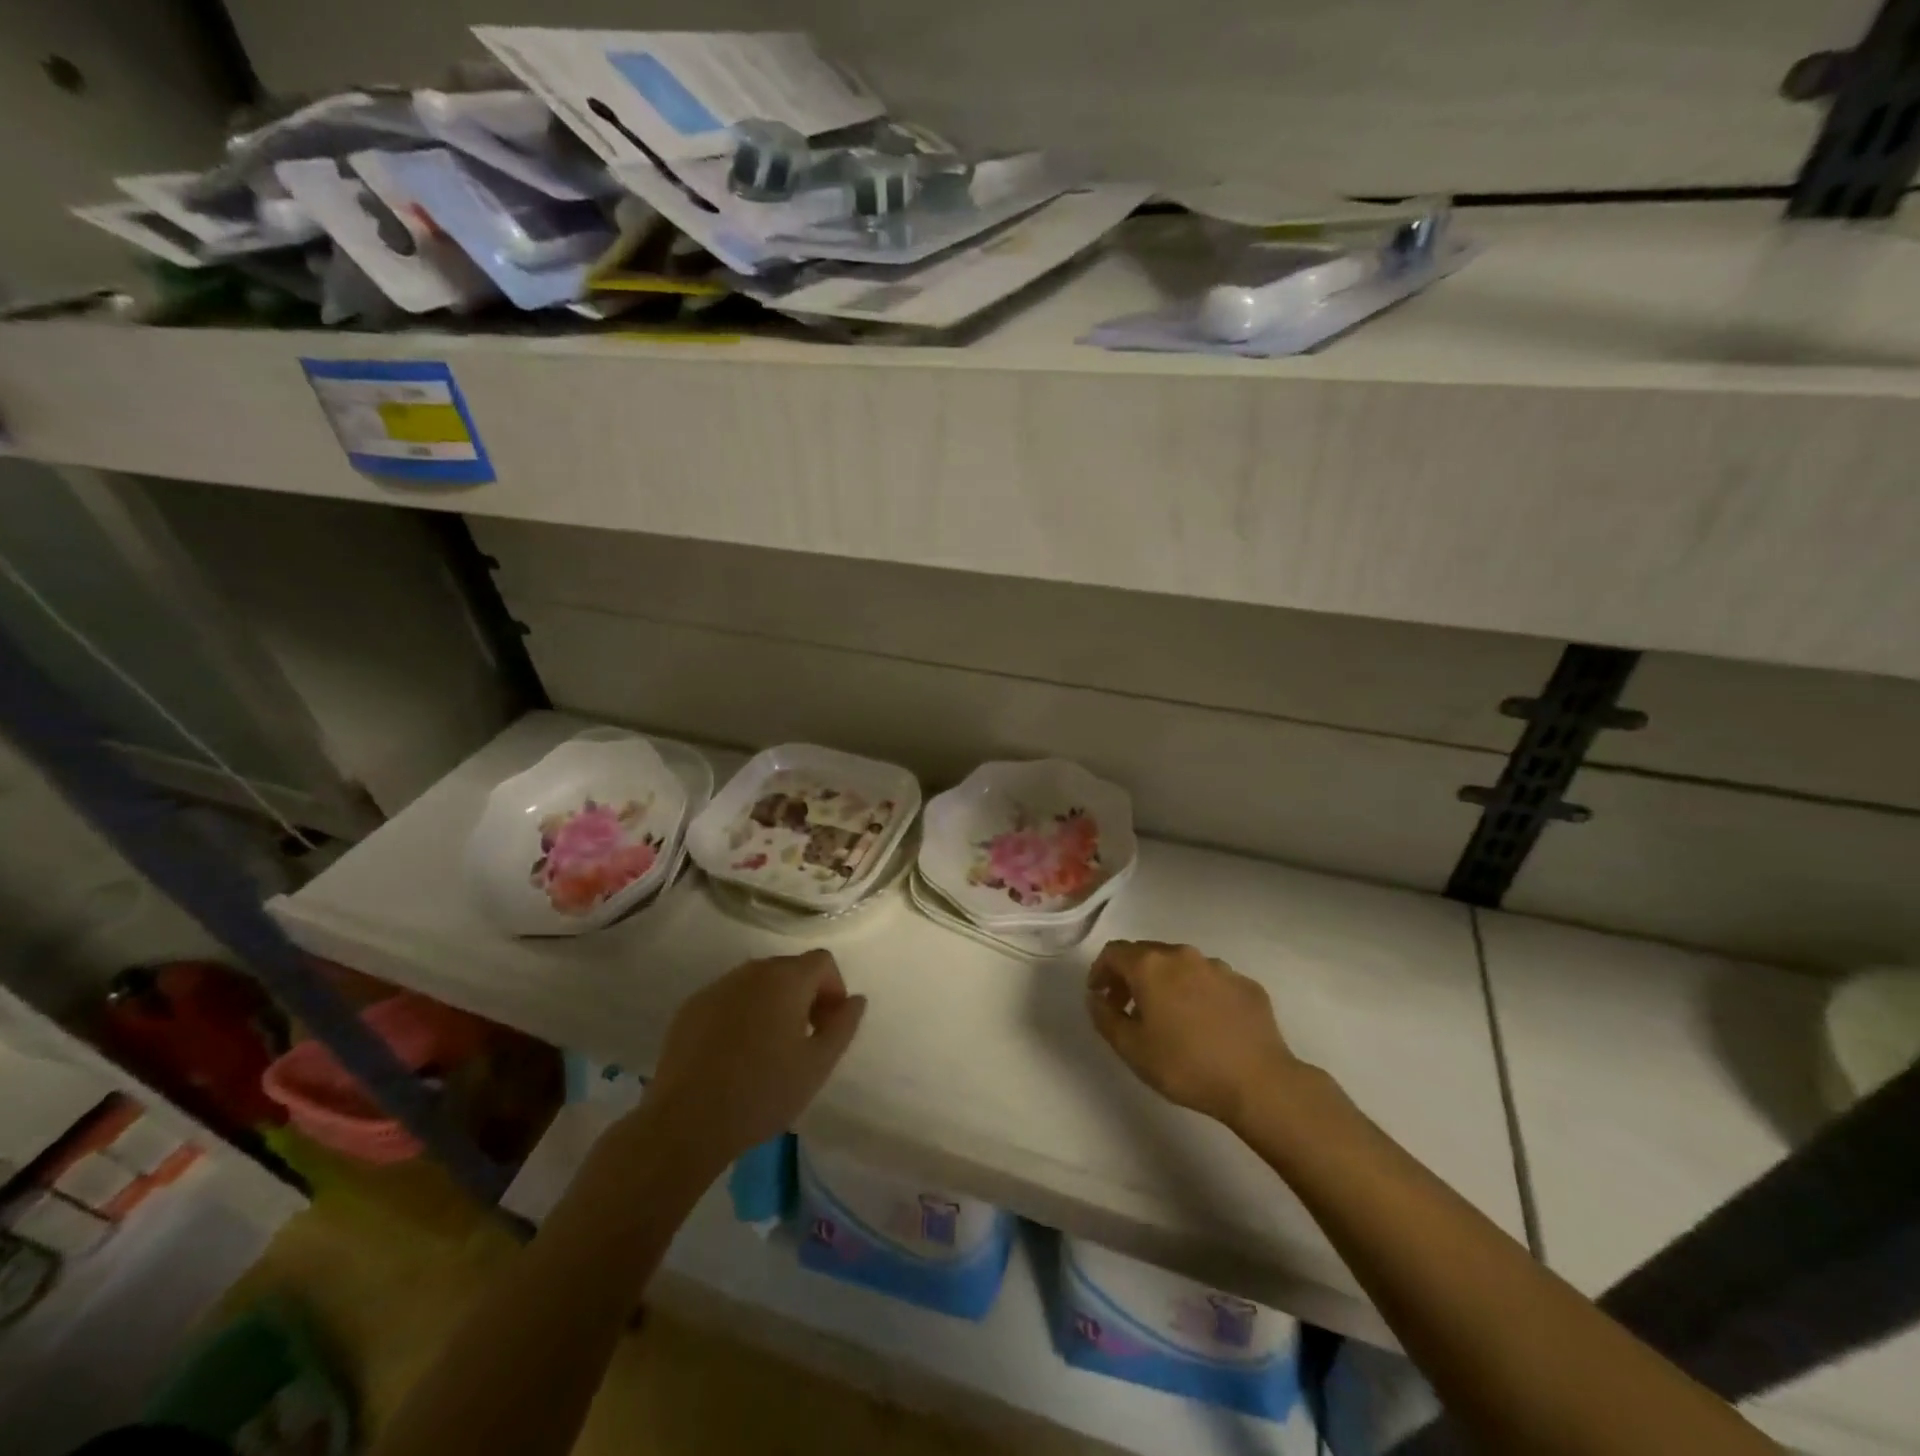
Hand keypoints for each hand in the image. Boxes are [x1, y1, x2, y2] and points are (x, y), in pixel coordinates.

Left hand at [646, 951, 866, 1162]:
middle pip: (789, 969)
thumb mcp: (818, 1065)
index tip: (828, 1027)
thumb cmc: (762, 1093)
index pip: (823, 961)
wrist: (685, 1123)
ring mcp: (717, 987)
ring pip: (757, 983)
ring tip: (768, 1049)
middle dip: (805, 995)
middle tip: (803, 1040)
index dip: (834, 989)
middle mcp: (751, 971)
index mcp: (785, 979)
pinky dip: (741, 1015)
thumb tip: (855, 999)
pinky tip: (734, 1055)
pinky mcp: (690, 1007)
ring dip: (772, 1004)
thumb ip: (844, 1025)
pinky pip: (728, 999)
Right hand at [1086, 940, 1301, 1129]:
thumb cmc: (1185, 1065)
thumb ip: (1105, 1017)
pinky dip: (1198, 994)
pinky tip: (1204, 1024)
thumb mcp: (1131, 1049)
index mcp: (1151, 965)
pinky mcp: (1246, 984)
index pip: (1114, 952)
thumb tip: (1096, 997)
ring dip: (1166, 983)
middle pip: (1147, 954)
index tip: (1099, 995)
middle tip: (1127, 1006)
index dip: (1100, 971)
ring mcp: (1219, 967)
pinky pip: (1211, 981)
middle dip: (1131, 975)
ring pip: (1181, 966)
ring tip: (1168, 1017)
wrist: (1259, 1082)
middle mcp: (1183, 955)